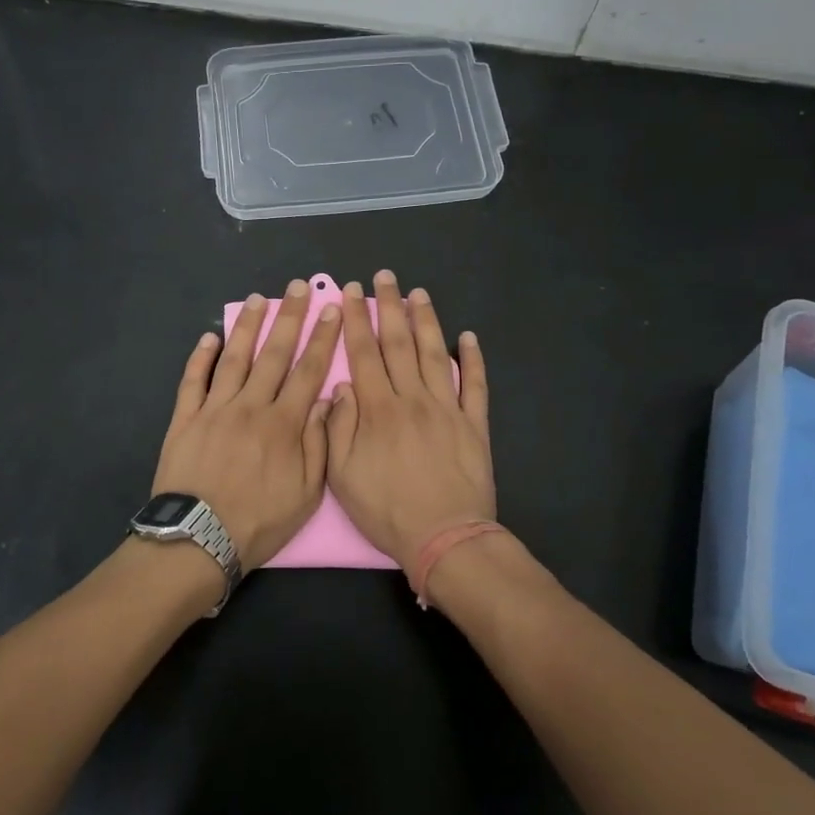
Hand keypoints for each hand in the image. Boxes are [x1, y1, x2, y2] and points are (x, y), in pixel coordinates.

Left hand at [152, 279, 342, 572]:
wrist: (198, 540)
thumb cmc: (258, 522)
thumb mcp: (305, 494)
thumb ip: (318, 444)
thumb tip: (326, 400)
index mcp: (284, 424)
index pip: (308, 371)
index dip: (322, 338)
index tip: (332, 309)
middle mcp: (251, 406)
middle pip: (274, 354)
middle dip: (289, 318)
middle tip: (297, 288)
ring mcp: (214, 409)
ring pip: (235, 359)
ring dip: (248, 327)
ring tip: (258, 299)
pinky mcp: (185, 419)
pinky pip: (194, 381)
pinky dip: (201, 357)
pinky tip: (210, 337)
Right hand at [326, 270, 493, 575]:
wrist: (444, 537)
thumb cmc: (386, 510)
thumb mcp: (342, 475)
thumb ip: (338, 427)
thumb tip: (341, 387)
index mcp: (378, 409)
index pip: (363, 354)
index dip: (355, 320)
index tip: (349, 293)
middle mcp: (413, 398)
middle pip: (398, 343)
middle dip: (388, 307)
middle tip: (384, 277)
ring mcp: (448, 409)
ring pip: (435, 354)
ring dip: (426, 321)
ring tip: (418, 293)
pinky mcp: (474, 424)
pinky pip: (475, 385)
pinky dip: (473, 359)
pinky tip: (468, 337)